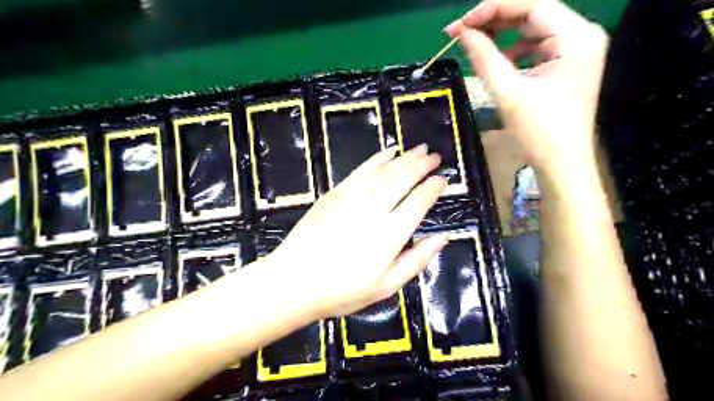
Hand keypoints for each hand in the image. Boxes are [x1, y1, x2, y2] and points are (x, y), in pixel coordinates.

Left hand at [265, 145, 447, 319]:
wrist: (294, 281)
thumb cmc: (342, 290)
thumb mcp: (386, 287)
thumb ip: (417, 260)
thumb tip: (443, 238)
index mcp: (391, 234)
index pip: (419, 201)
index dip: (433, 187)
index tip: (443, 179)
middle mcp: (374, 209)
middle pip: (403, 178)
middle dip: (422, 164)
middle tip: (435, 156)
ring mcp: (352, 197)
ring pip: (384, 170)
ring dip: (404, 157)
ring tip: (419, 149)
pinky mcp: (335, 193)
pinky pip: (361, 169)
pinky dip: (377, 158)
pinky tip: (389, 151)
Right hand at [445, 0, 607, 174]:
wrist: (562, 164)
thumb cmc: (538, 132)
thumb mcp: (507, 92)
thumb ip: (484, 57)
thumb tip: (463, 32)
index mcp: (575, 38)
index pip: (532, 4)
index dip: (492, 8)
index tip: (461, 23)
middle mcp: (582, 35)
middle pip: (533, 13)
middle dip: (495, 19)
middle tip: (460, 31)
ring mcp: (576, 50)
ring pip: (533, 29)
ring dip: (503, 34)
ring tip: (474, 43)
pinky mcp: (567, 64)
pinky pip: (536, 46)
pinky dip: (514, 49)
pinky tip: (497, 60)